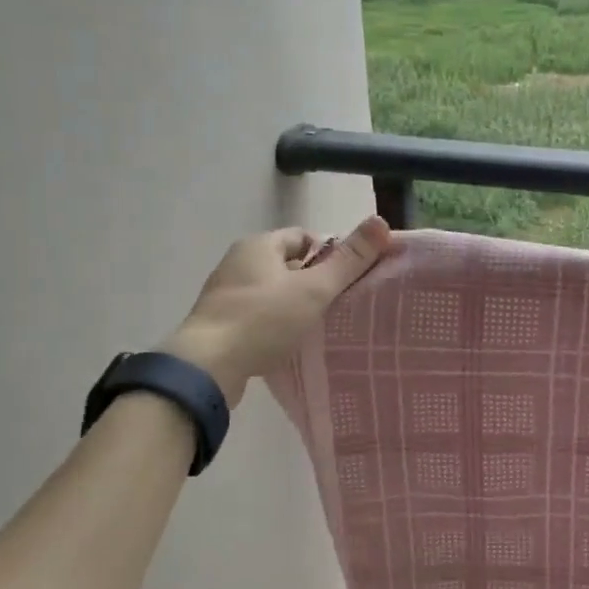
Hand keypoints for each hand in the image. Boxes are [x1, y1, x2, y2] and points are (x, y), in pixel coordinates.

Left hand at [162, 217, 396, 404]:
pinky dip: (275, 324)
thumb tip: (381, 222)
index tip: (350, 278)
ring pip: (272, 292)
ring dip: (295, 305)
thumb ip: (349, 260)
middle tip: (340, 304)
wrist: (207, 366)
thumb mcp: (314, 289)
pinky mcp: (219, 323)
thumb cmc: (263, 320)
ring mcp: (225, 294)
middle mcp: (238, 262)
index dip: (331, 253)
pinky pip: (257, 315)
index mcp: (259, 245)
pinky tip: (290, 343)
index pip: (304, 237)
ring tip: (320, 326)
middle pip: (288, 265)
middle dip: (314, 281)